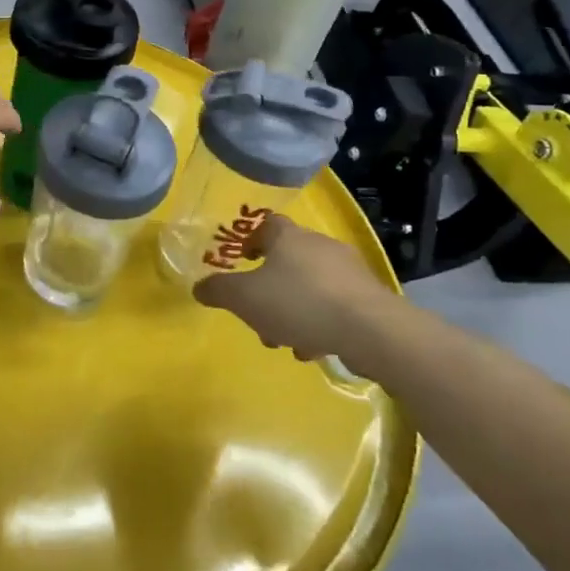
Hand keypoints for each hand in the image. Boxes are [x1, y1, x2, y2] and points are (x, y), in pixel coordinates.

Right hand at [193, 215, 383, 359]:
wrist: (371, 330)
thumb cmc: (299, 302)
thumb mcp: (245, 298)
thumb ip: (219, 291)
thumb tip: (198, 287)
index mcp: (288, 237)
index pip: (267, 224)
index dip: (252, 241)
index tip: (245, 262)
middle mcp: (319, 245)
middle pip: (288, 260)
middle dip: (271, 288)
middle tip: (261, 314)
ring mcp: (348, 270)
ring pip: (311, 286)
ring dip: (295, 310)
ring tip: (288, 340)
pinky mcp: (369, 297)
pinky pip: (335, 304)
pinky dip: (321, 321)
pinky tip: (315, 346)